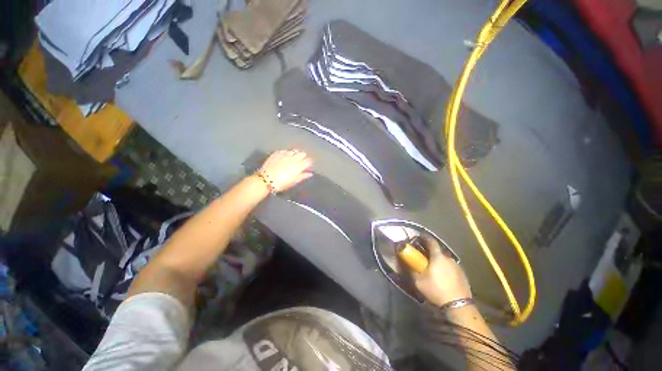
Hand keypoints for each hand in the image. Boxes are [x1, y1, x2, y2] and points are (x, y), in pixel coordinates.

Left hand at [258, 149, 312, 192]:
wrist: (265, 180)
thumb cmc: (281, 184)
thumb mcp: (293, 182)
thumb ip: (302, 176)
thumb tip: (310, 173)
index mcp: (298, 166)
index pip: (308, 160)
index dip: (309, 163)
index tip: (307, 166)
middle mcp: (293, 158)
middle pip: (302, 153)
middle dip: (303, 157)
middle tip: (300, 162)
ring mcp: (284, 154)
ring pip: (294, 150)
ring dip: (295, 154)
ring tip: (293, 159)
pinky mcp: (277, 153)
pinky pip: (285, 150)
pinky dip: (287, 153)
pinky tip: (284, 157)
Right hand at [411, 237, 471, 306]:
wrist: (458, 306)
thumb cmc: (436, 290)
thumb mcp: (419, 281)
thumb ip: (411, 270)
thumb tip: (404, 262)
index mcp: (438, 256)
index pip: (431, 241)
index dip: (424, 237)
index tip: (419, 237)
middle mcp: (449, 258)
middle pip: (438, 251)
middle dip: (430, 251)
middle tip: (423, 256)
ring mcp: (457, 266)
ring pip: (445, 259)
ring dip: (438, 260)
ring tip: (433, 267)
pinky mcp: (463, 275)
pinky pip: (451, 267)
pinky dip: (445, 268)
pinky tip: (442, 276)